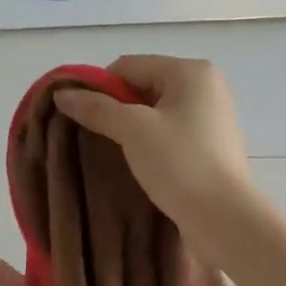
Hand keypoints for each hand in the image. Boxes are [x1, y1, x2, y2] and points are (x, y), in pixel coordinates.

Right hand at [54, 55, 255, 245]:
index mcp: (191, 72)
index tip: (80, 117)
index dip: (99, 88)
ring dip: (130, 129)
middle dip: (115, 109)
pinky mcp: (210, 146)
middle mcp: (205, 87)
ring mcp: (211, 117)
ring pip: (155, 112)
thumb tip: (62, 94)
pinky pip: (169, 133)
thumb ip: (96, 108)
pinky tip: (137, 164)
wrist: (223, 218)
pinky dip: (149, 143)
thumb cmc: (179, 164)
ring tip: (112, 153)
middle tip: (93, 137)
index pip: (128, 66)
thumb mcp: (132, 130)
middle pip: (142, 87)